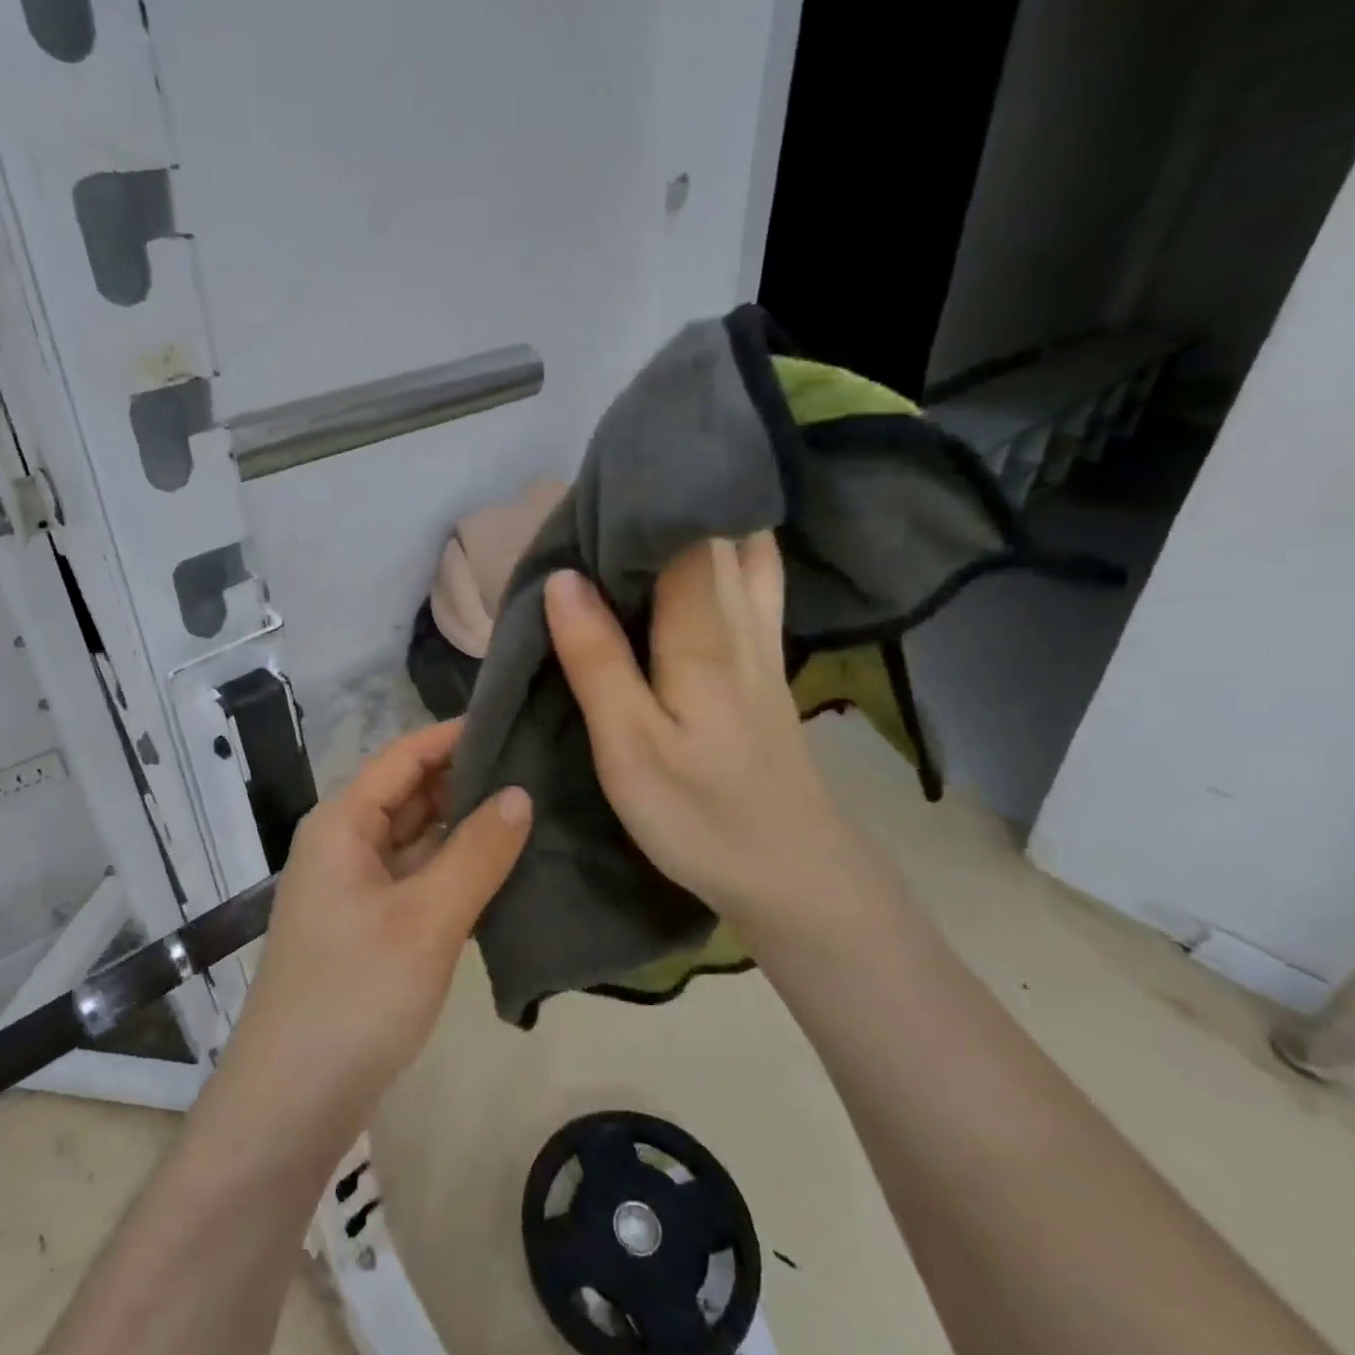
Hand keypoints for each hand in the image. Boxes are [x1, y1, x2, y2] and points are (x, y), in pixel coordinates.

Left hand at [221, 720, 530, 1135]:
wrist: (293, 1101)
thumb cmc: (356, 995)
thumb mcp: (426, 919)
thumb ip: (476, 852)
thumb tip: (520, 793)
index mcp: (343, 822)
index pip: (404, 755)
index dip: (456, 735)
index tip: (516, 721)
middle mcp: (344, 842)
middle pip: (410, 792)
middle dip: (467, 777)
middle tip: (539, 765)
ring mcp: (355, 885)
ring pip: (416, 836)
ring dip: (464, 824)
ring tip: (534, 805)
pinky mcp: (369, 923)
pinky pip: (417, 875)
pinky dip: (454, 866)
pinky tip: (503, 866)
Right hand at [543, 533, 889, 948]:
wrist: (791, 873)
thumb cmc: (699, 813)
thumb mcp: (629, 744)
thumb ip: (596, 658)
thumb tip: (563, 578)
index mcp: (703, 630)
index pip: (682, 531)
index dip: (641, 497)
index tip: (592, 482)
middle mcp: (741, 620)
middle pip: (717, 530)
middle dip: (668, 501)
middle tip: (607, 496)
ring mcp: (762, 643)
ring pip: (745, 552)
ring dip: (702, 522)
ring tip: (649, 513)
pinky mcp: (767, 668)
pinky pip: (752, 585)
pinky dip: (728, 554)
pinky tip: (704, 560)